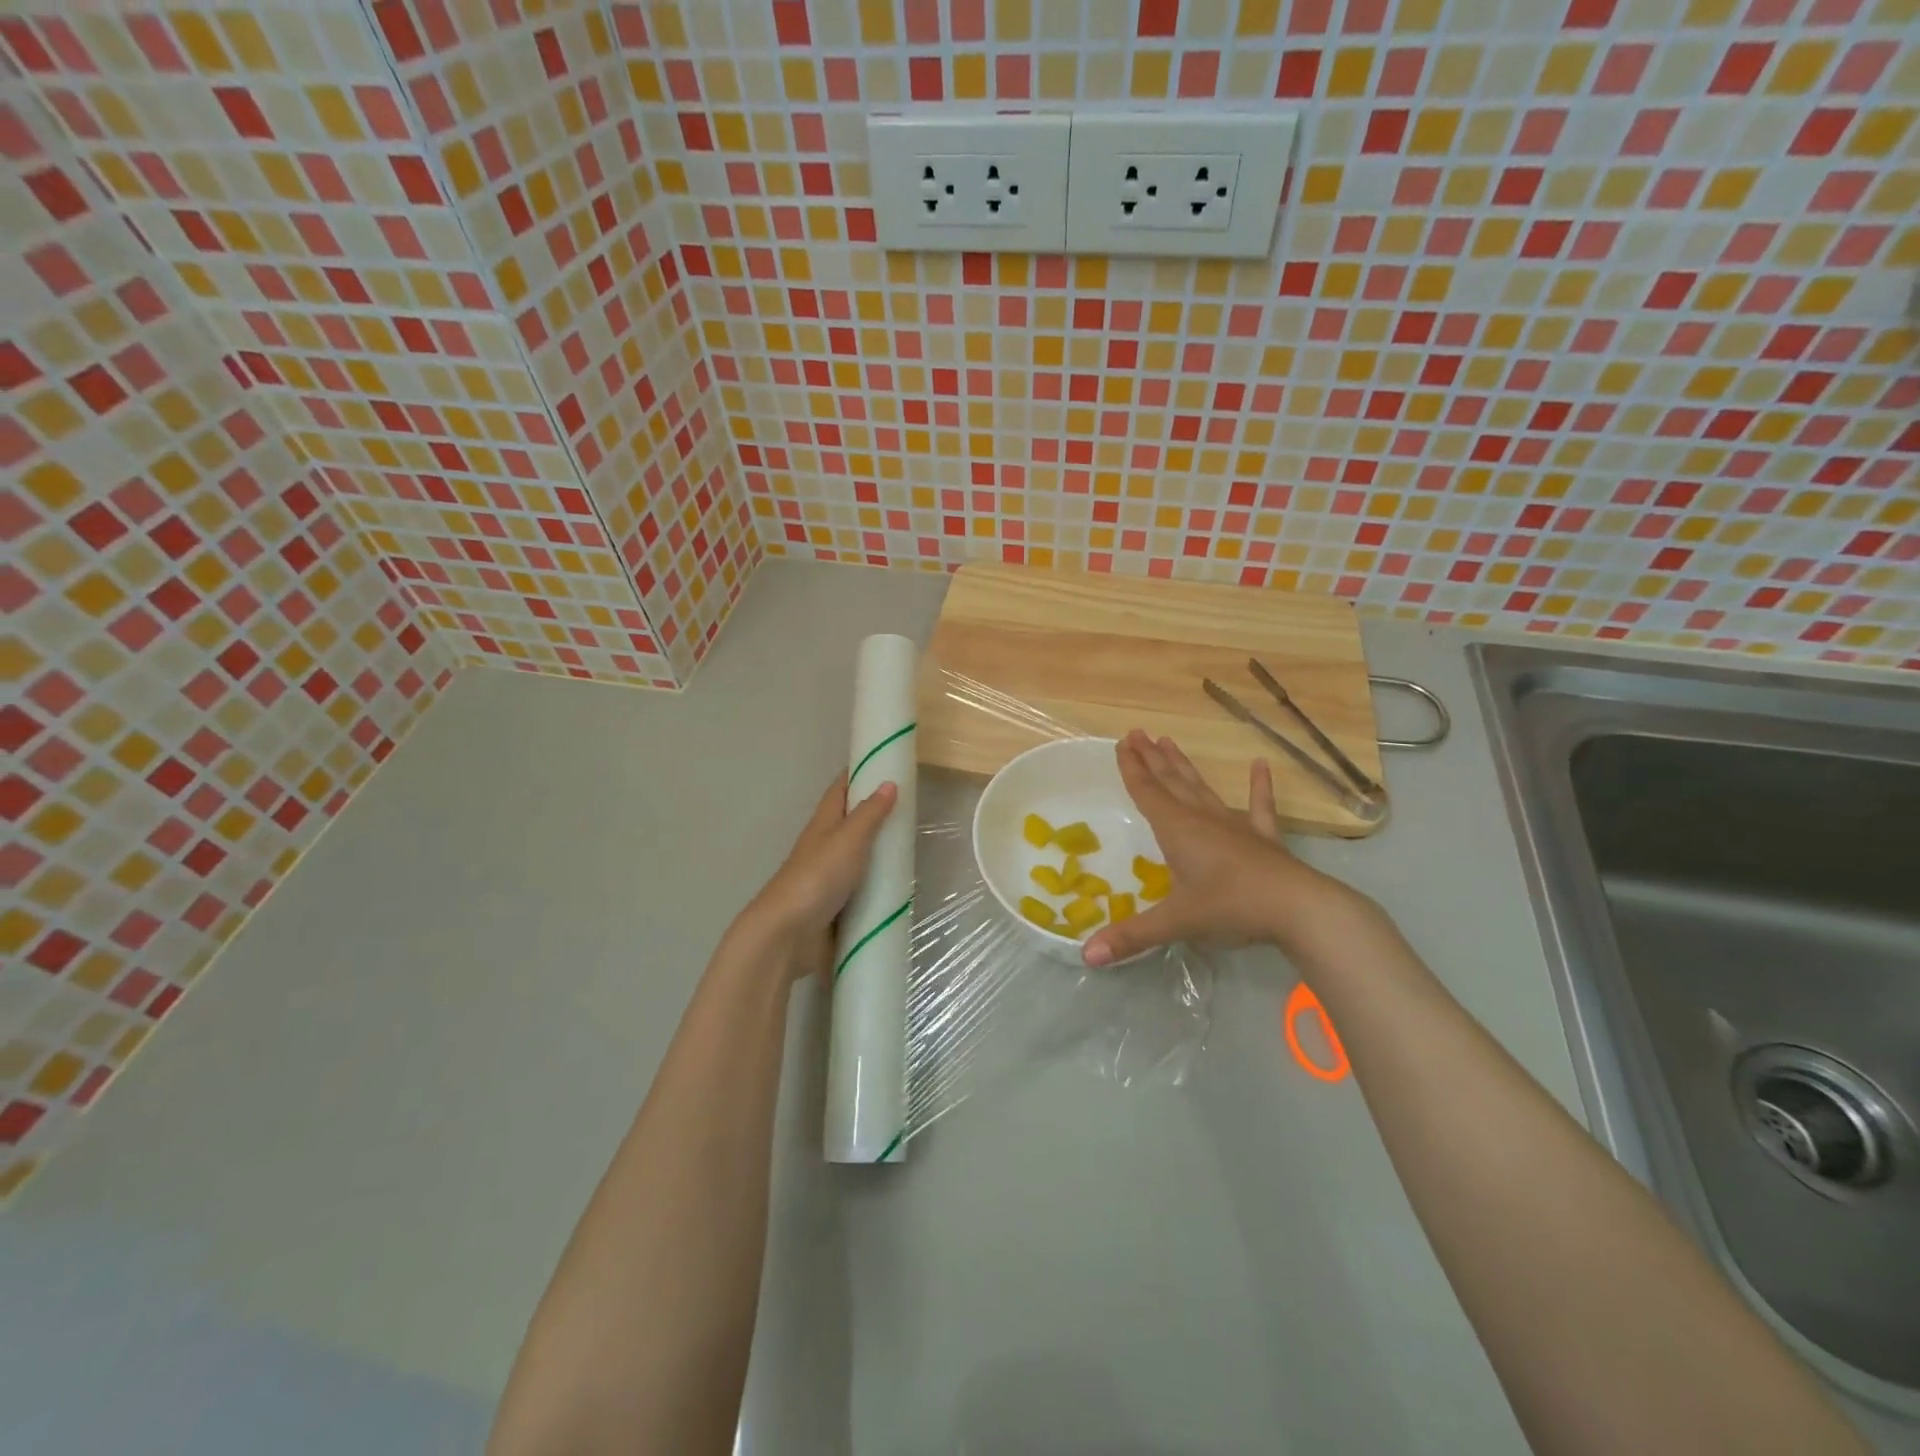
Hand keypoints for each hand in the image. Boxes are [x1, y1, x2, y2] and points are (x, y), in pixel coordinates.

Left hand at [740, 773, 896, 980]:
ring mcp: (830, 879)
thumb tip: (889, 782)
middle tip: (912, 806)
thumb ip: (869, 814)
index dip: (859, 773)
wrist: (787, 935)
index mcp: (824, 824)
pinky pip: (864, 889)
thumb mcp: (848, 839)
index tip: (884, 760)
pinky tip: (903, 889)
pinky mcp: (838, 907)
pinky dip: (880, 885)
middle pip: (852, 823)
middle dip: (876, 813)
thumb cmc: (817, 878)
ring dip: (880, 851)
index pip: (841, 789)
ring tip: (914, 846)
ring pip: (859, 857)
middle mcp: (825, 847)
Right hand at [1082, 730, 1357, 966]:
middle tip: (1138, 733)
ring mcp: (1235, 826)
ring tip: (1170, 741)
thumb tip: (1087, 957)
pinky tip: (1261, 765)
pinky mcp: (1263, 838)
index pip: (1147, 793)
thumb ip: (1131, 937)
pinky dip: (1260, 787)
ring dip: (1184, 766)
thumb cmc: (1231, 907)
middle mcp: (1202, 819)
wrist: (1298, 908)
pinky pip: (1259, 807)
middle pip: (1171, 782)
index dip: (1132, 769)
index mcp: (1177, 830)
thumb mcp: (1176, 923)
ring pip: (1202, 789)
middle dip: (1152, 758)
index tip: (1122, 742)